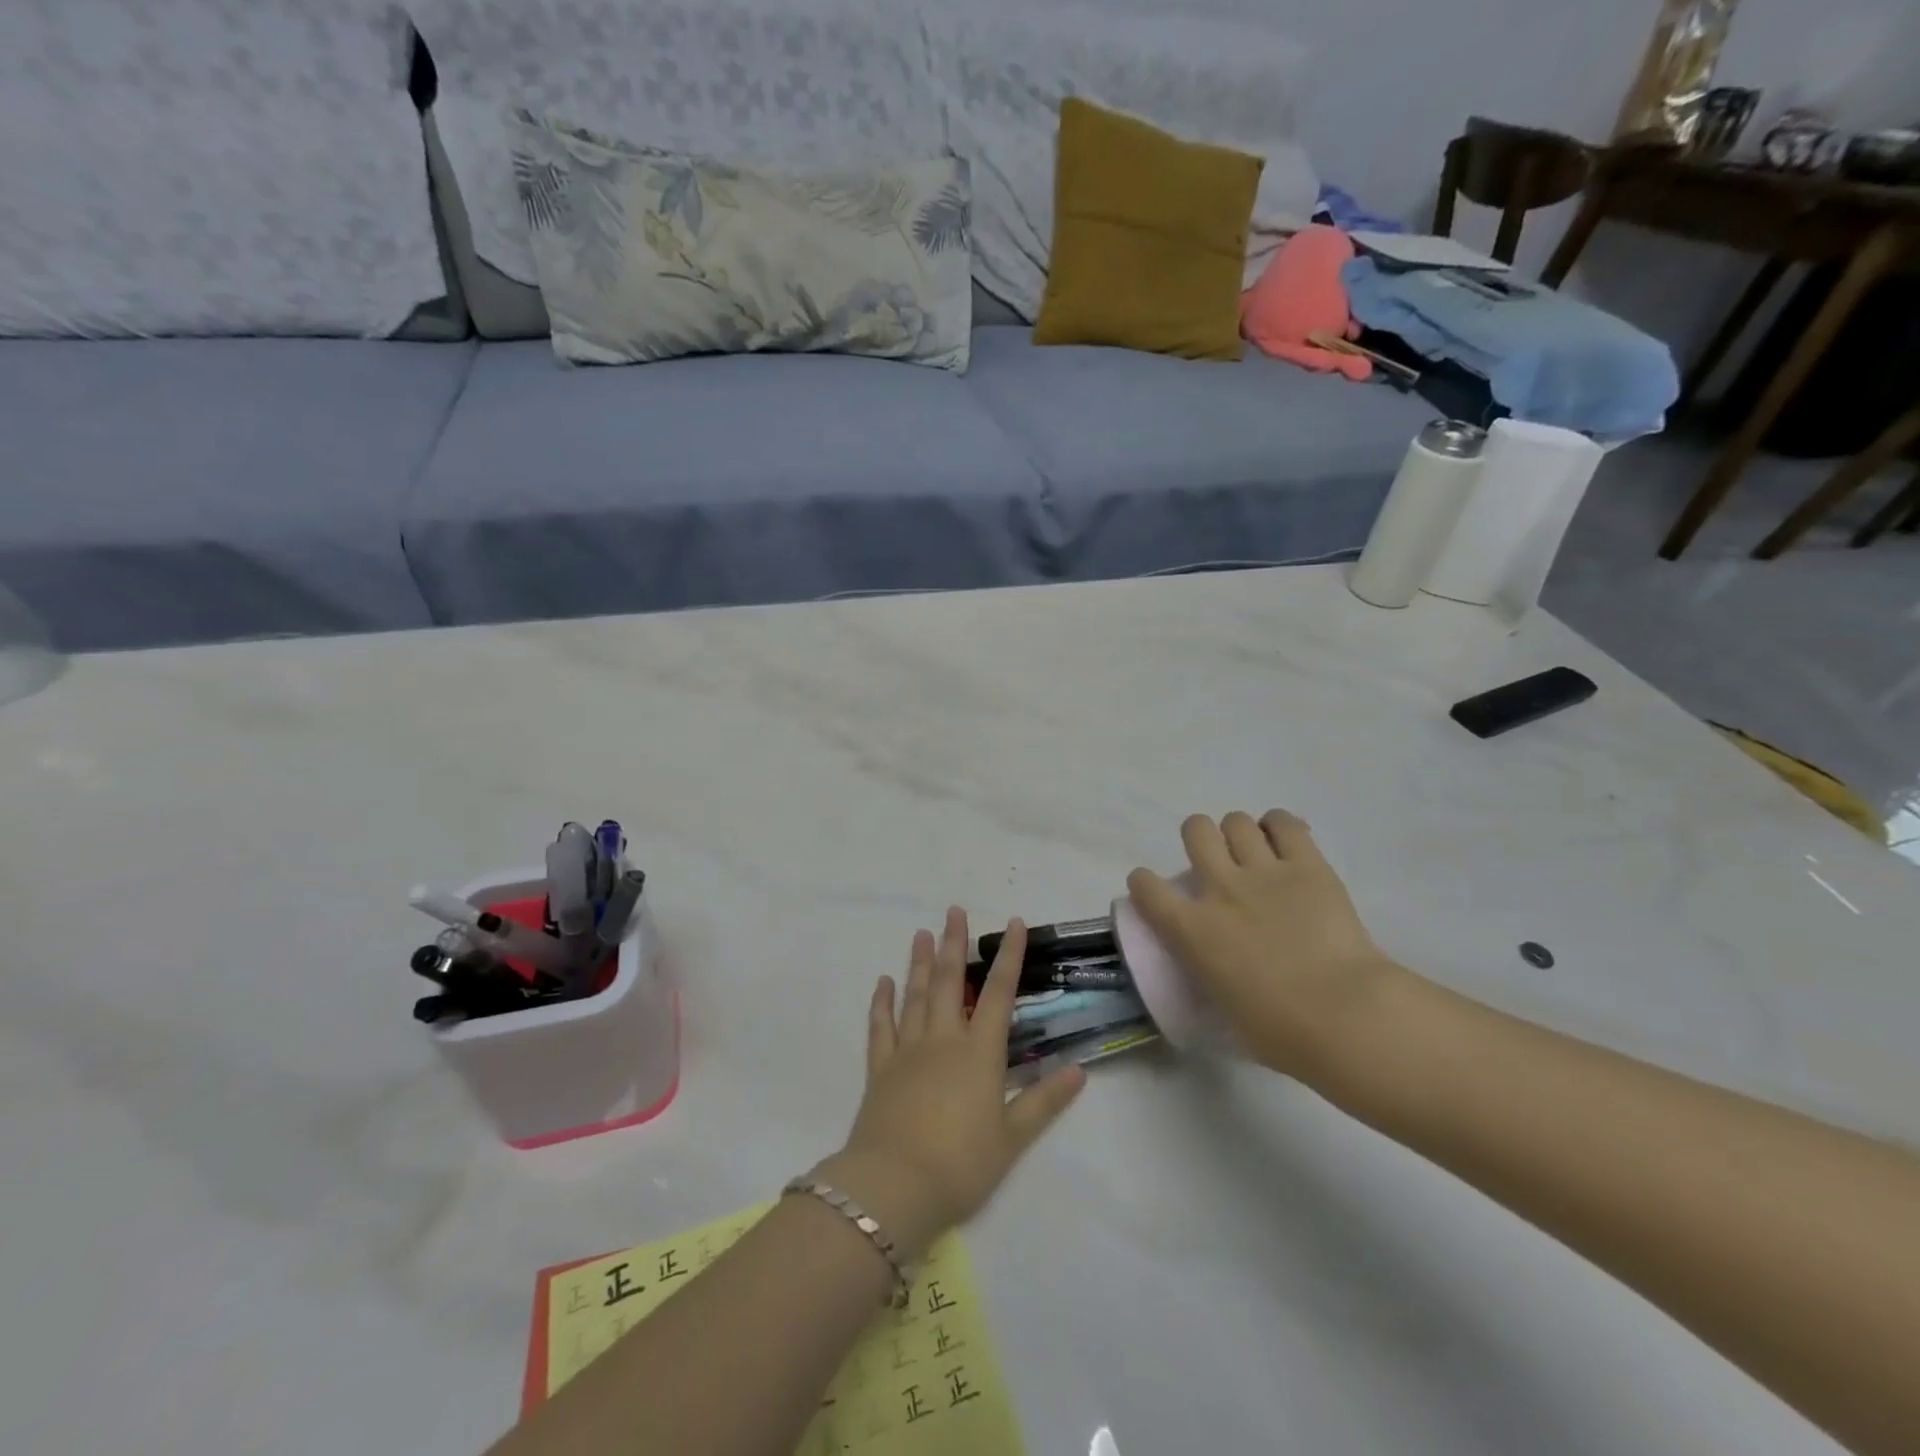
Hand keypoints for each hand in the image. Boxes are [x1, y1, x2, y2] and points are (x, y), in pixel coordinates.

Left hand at [820, 909, 1085, 1260]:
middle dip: (953, 943)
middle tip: (953, 910)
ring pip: (914, 995)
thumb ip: (1044, 1101)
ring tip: (920, 933)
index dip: (1009, 956)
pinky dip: (882, 1002)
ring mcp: (907, 1050)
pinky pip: (881, 1027)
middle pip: (948, 981)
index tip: (1014, 923)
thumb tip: (1079, 1071)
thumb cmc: (961, 1164)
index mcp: (979, 1052)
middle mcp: (943, 1040)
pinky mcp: (880, 1068)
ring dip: (918, 962)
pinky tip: (883, 982)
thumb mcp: (1012, 1138)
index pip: (998, 993)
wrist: (894, 1186)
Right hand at [1127, 810, 1405, 1080]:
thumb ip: (1211, 973)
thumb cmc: (1278, 1031)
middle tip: (1218, 861)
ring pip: (1236, 821)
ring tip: (1255, 852)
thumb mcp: (1222, 1006)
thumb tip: (1220, 971)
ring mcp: (1264, 872)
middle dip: (1201, 838)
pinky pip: (1285, 823)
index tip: (1154, 891)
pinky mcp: (1308, 865)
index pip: (1146, 887)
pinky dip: (1280, 827)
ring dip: (1240, 833)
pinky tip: (1286, 843)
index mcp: (1191, 929)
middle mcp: (1220, 889)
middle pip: (1195, 830)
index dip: (1145, 884)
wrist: (1342, 1015)